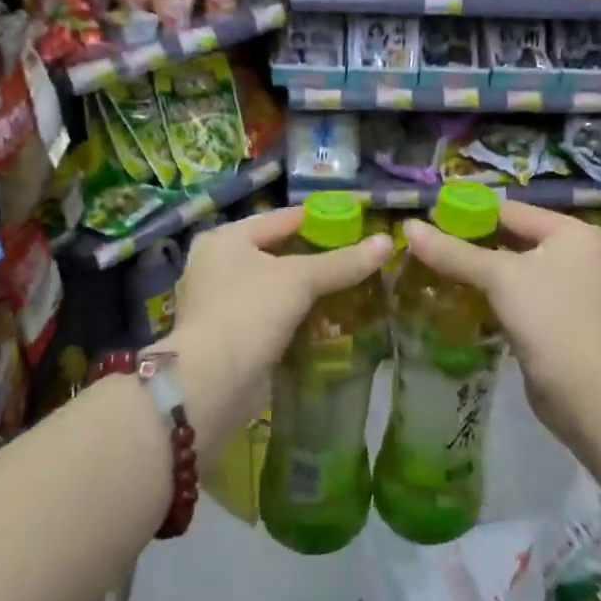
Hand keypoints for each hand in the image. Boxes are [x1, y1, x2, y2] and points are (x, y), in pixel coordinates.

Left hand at [160, 208, 391, 445]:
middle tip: (355, 257)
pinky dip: (294, 316)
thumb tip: (387, 242)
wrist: (213, 382)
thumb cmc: (250, 312)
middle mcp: (215, 265)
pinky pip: (269, 316)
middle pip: (276, 253)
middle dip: (314, 258)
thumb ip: (343, 261)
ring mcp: (218, 303)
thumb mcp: (301, 279)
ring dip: (305, 290)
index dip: (319, 219)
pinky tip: (324, 320)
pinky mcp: (227, 336)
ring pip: (273, 287)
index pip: (281, 218)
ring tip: (347, 288)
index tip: (355, 223)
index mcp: (225, 238)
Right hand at [401, 202, 600, 443]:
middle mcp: (572, 253)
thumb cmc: (547, 318)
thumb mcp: (498, 277)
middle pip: (509, 238)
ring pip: (509, 269)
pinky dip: (488, 294)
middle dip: (469, 244)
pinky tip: (456, 297)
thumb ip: (453, 252)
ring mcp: (565, 287)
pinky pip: (513, 294)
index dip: (468, 213)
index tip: (428, 219)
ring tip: (432, 269)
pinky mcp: (553, 317)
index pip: (509, 210)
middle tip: (426, 246)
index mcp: (570, 231)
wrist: (584, 390)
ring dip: (475, 270)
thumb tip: (409, 227)